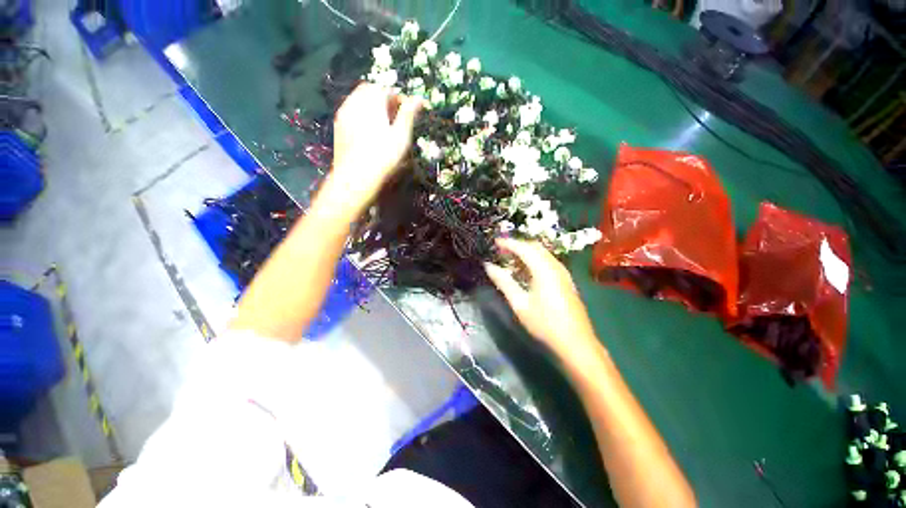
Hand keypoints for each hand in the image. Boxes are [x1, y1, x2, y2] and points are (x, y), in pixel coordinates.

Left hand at [329, 83, 421, 206]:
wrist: (356, 177)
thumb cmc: (383, 157)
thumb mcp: (401, 136)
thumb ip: (409, 115)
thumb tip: (419, 98)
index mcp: (372, 101)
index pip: (387, 89)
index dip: (399, 98)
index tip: (409, 112)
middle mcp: (355, 102)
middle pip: (371, 91)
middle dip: (385, 99)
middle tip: (396, 117)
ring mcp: (344, 113)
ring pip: (359, 100)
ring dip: (373, 106)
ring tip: (384, 125)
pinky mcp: (339, 125)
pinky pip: (351, 110)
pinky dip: (362, 114)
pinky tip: (369, 131)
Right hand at [484, 238, 599, 359]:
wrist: (576, 342)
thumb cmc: (544, 324)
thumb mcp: (520, 303)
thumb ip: (504, 282)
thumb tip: (489, 266)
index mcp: (544, 269)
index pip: (524, 248)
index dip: (508, 243)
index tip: (495, 242)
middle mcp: (555, 266)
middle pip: (535, 247)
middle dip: (518, 245)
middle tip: (502, 249)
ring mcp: (563, 273)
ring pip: (543, 253)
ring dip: (527, 252)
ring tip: (511, 258)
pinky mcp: (566, 280)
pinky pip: (548, 261)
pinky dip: (535, 259)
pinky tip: (527, 270)